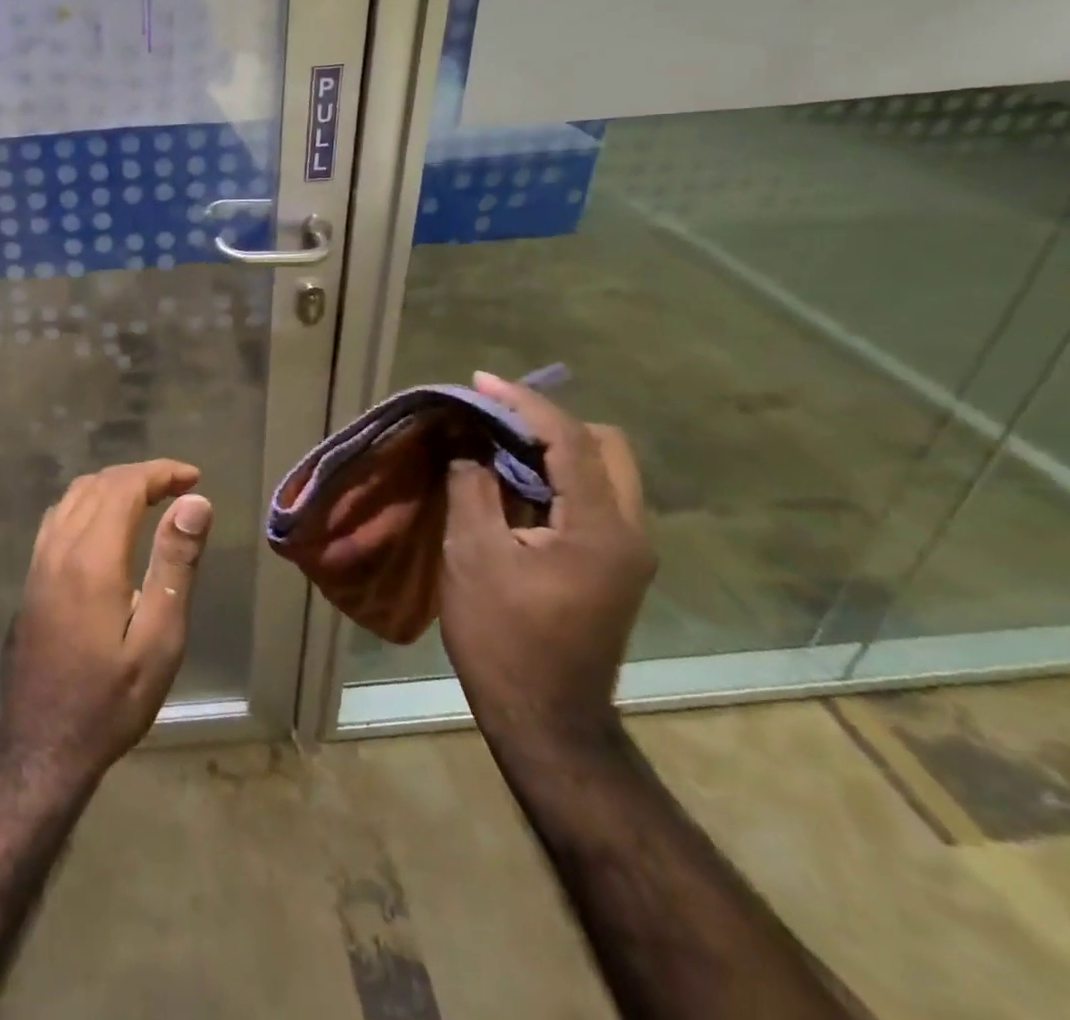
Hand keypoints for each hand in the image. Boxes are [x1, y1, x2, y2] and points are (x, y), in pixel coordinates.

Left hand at [0, 460, 212, 783]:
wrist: (41, 745)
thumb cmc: (111, 699)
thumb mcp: (159, 639)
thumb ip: (175, 565)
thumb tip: (195, 502)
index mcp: (93, 557)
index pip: (125, 486)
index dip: (161, 473)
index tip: (194, 478)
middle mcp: (59, 547)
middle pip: (98, 484)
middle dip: (141, 476)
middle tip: (180, 488)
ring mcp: (39, 561)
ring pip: (73, 496)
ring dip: (113, 485)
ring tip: (150, 499)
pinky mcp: (31, 578)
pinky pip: (58, 516)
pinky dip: (88, 502)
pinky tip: (107, 524)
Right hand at [439, 373, 653, 747]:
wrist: (545, 717)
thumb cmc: (503, 636)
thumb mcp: (474, 555)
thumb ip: (472, 488)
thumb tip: (468, 448)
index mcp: (601, 528)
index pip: (570, 439)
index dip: (523, 403)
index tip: (480, 382)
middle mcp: (630, 531)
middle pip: (605, 446)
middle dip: (549, 421)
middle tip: (494, 418)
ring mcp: (629, 550)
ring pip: (604, 470)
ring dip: (554, 448)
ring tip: (496, 444)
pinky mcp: (615, 564)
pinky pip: (594, 497)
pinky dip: (557, 476)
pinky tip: (513, 483)